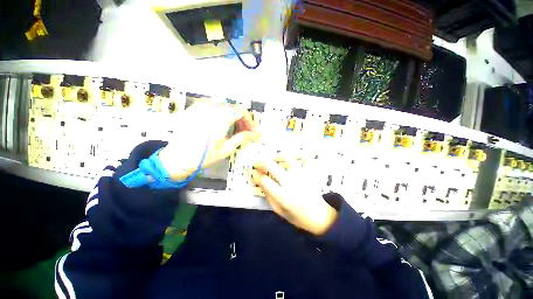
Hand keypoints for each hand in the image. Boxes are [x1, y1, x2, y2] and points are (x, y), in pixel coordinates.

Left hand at [159, 101, 257, 180]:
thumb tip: (256, 134)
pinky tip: (220, 123)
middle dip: (241, 119)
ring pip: (223, 105)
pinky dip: (220, 112)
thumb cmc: (204, 156)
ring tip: (233, 128)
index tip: (252, 131)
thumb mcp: (227, 148)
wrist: (178, 159)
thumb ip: (243, 137)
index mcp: (220, 117)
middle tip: (244, 131)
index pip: (241, 111)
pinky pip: (211, 105)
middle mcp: (210, 107)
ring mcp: (200, 106)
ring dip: (231, 115)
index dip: (249, 121)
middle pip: (233, 107)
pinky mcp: (193, 109)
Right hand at [251, 158, 337, 234]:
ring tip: (275, 158)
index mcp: (283, 196)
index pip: (264, 180)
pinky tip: (293, 156)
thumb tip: (259, 180)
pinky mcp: (310, 173)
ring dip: (279, 156)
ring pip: (288, 158)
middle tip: (258, 162)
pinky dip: (300, 154)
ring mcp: (302, 176)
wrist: (319, 217)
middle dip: (261, 161)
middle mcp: (291, 183)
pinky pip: (306, 158)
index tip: (253, 173)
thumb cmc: (296, 215)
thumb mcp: (278, 210)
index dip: (256, 175)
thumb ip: (268, 195)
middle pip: (272, 166)